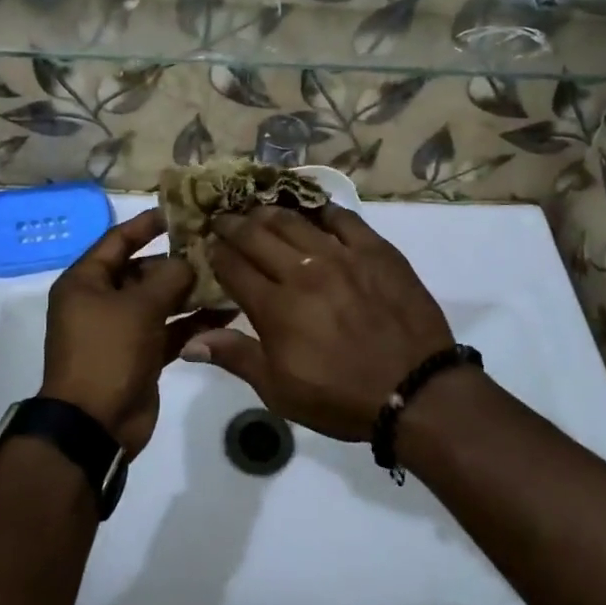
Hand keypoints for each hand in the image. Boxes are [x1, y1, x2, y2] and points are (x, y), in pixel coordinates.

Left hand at [43, 209, 233, 454]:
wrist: (95, 425)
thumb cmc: (108, 352)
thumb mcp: (139, 306)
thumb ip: (169, 276)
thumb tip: (189, 262)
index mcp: (86, 281)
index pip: (117, 240)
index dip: (147, 224)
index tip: (180, 212)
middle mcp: (101, 300)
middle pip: (142, 270)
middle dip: (177, 262)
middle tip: (215, 248)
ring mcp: (121, 329)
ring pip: (159, 301)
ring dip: (189, 292)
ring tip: (227, 278)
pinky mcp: (140, 354)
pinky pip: (168, 329)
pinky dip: (191, 322)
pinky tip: (224, 313)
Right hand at [186, 204, 453, 441]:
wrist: (415, 391)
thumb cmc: (341, 397)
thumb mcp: (280, 390)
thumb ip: (236, 357)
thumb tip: (190, 341)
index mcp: (275, 307)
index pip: (233, 267)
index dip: (215, 253)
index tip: (207, 245)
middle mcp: (302, 271)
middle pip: (257, 236)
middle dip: (233, 225)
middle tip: (223, 217)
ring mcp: (341, 255)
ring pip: (294, 220)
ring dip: (268, 211)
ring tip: (257, 208)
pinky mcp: (375, 250)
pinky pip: (342, 218)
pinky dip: (321, 209)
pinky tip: (311, 207)